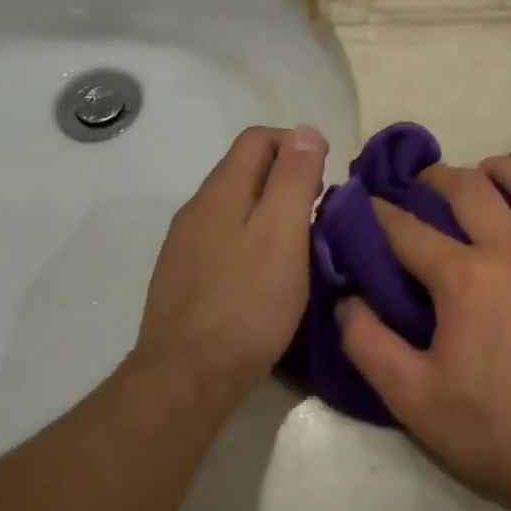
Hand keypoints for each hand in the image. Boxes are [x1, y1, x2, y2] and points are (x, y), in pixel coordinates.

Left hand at [133, 125, 326, 406]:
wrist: (187, 378)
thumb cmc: (247, 303)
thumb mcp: (283, 233)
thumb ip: (294, 178)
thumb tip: (305, 132)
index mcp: (220, 192)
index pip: (257, 139)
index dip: (297, 144)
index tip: (327, 176)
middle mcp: (196, 209)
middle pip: (244, 169)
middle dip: (287, 176)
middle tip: (320, 209)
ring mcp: (184, 245)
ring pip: (235, 205)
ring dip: (270, 208)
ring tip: (301, 240)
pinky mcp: (183, 277)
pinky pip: (224, 237)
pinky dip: (252, 236)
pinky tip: (268, 270)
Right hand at [339, 157, 510, 509]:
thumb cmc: (494, 428)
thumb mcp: (413, 399)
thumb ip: (369, 345)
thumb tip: (345, 299)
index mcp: (464, 277)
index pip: (408, 230)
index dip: (381, 212)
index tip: (368, 201)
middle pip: (471, 189)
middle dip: (439, 177)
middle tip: (427, 181)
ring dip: (506, 168)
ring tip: (489, 169)